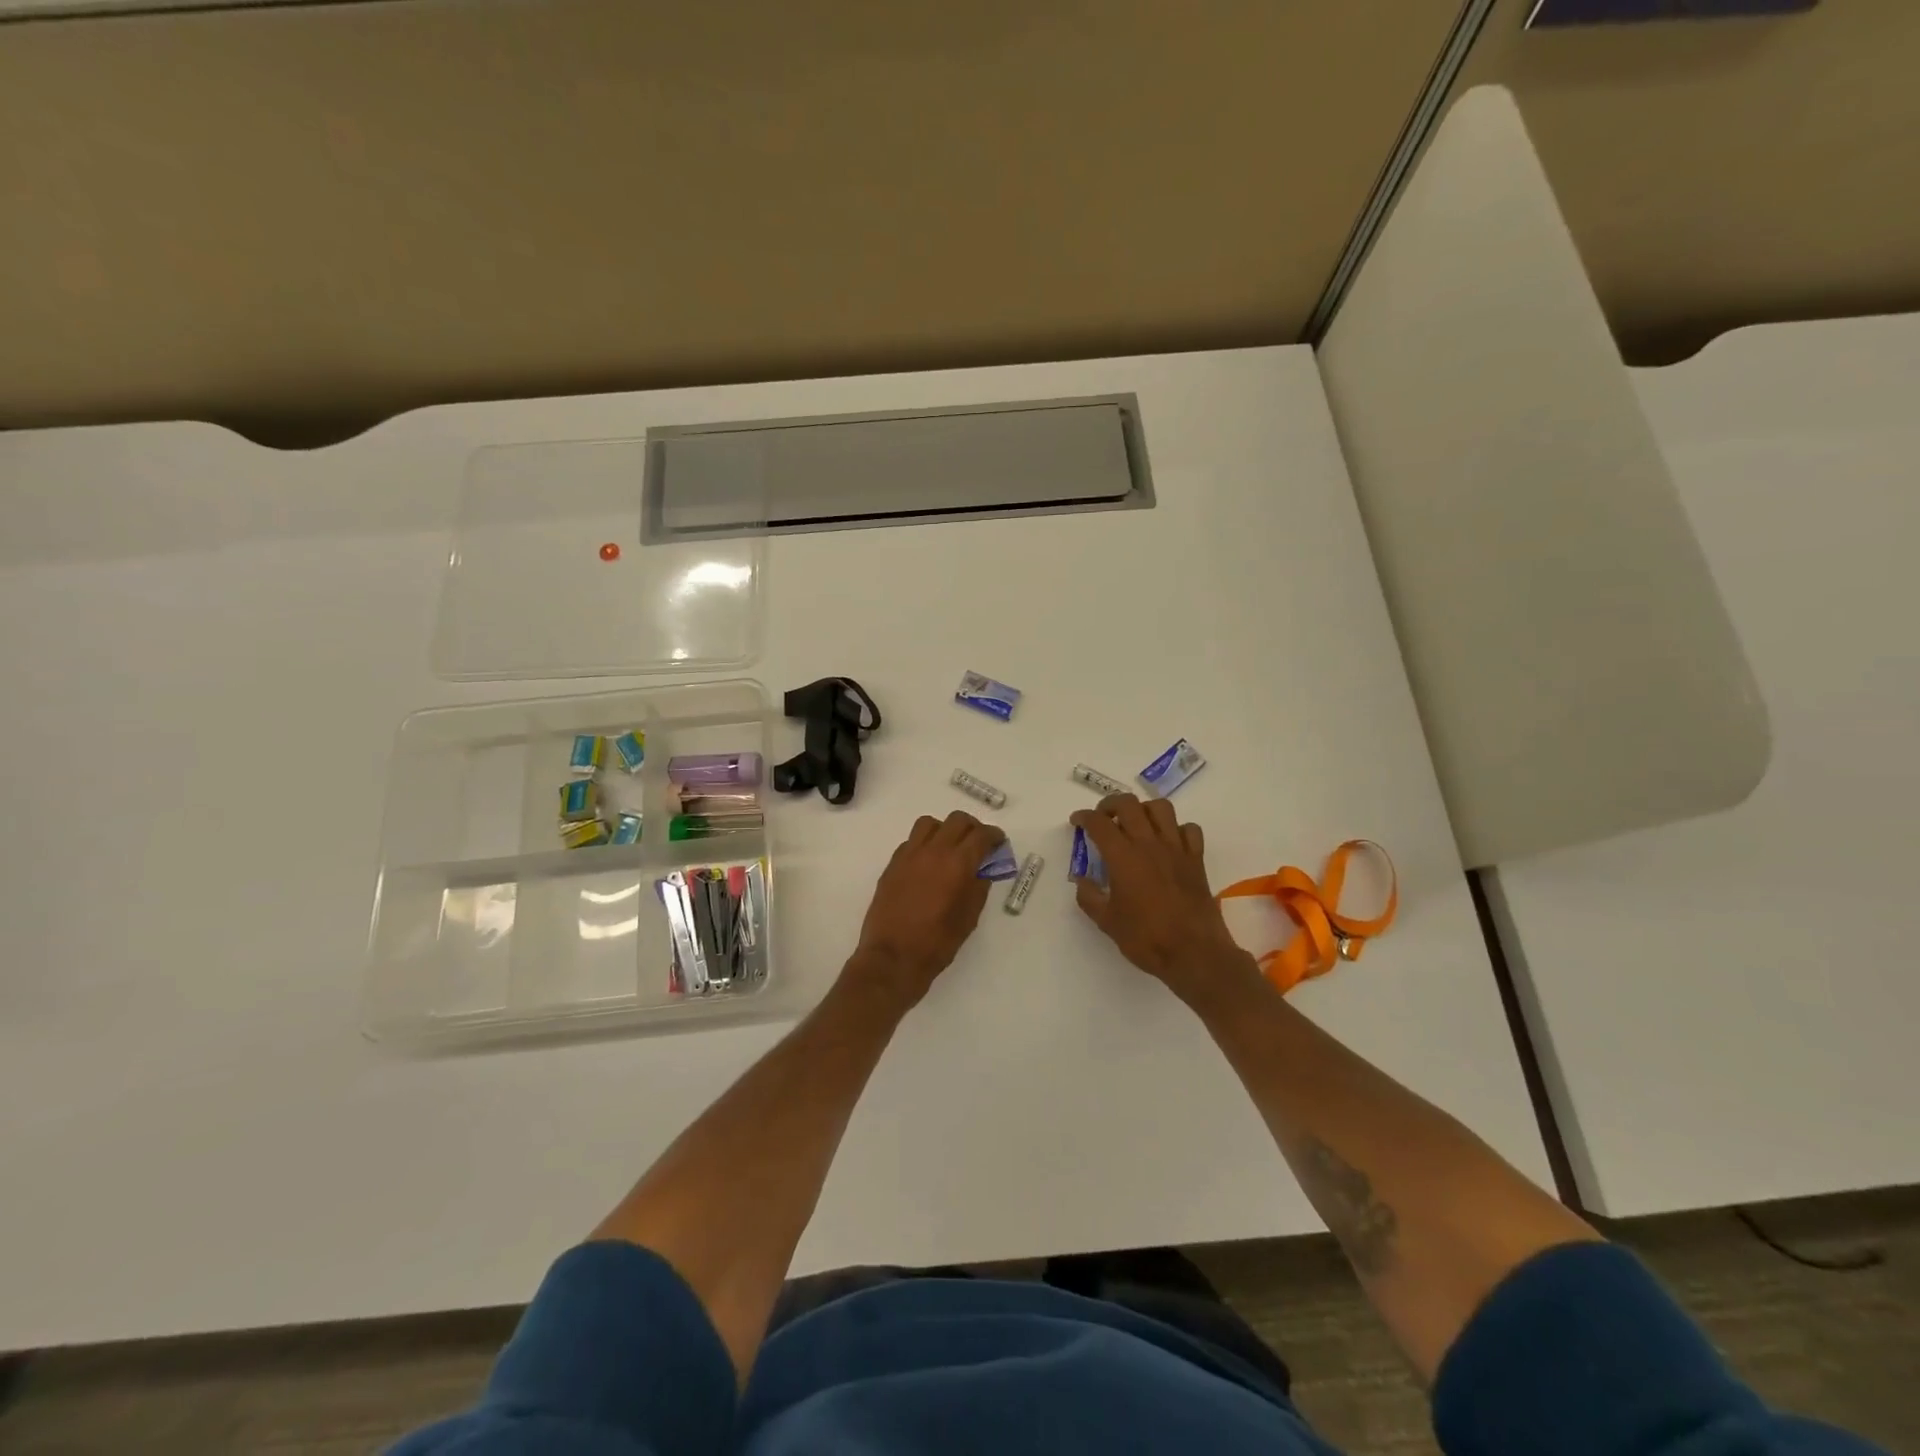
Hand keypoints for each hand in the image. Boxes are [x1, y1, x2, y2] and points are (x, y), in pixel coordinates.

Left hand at [848, 810, 1003, 1008]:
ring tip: (950, 847)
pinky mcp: (892, 864)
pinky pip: (911, 841)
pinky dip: (925, 844)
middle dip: (973, 828)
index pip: (981, 835)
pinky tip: (928, 863)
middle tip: (978, 843)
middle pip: (957, 820)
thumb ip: (978, 887)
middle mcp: (933, 851)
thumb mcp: (969, 918)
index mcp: (957, 864)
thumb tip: (982, 870)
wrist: (893, 957)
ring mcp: (909, 855)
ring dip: (945, 829)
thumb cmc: (937, 943)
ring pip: (930, 824)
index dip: (994, 836)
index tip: (999, 843)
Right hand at [1071, 795, 1256, 1000]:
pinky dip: (1176, 829)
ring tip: (1136, 824)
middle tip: (1103, 818)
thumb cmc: (1146, 938)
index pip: (1099, 823)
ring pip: (1161, 808)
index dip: (1084, 817)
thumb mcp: (1107, 922)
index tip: (1077, 822)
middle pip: (1128, 804)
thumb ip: (1090, 896)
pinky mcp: (1196, 859)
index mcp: (1123, 857)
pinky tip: (1168, 842)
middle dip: (1110, 804)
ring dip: (1144, 809)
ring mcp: (1176, 849)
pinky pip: (1189, 829)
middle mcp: (1149, 844)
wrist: (1195, 953)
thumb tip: (1082, 880)